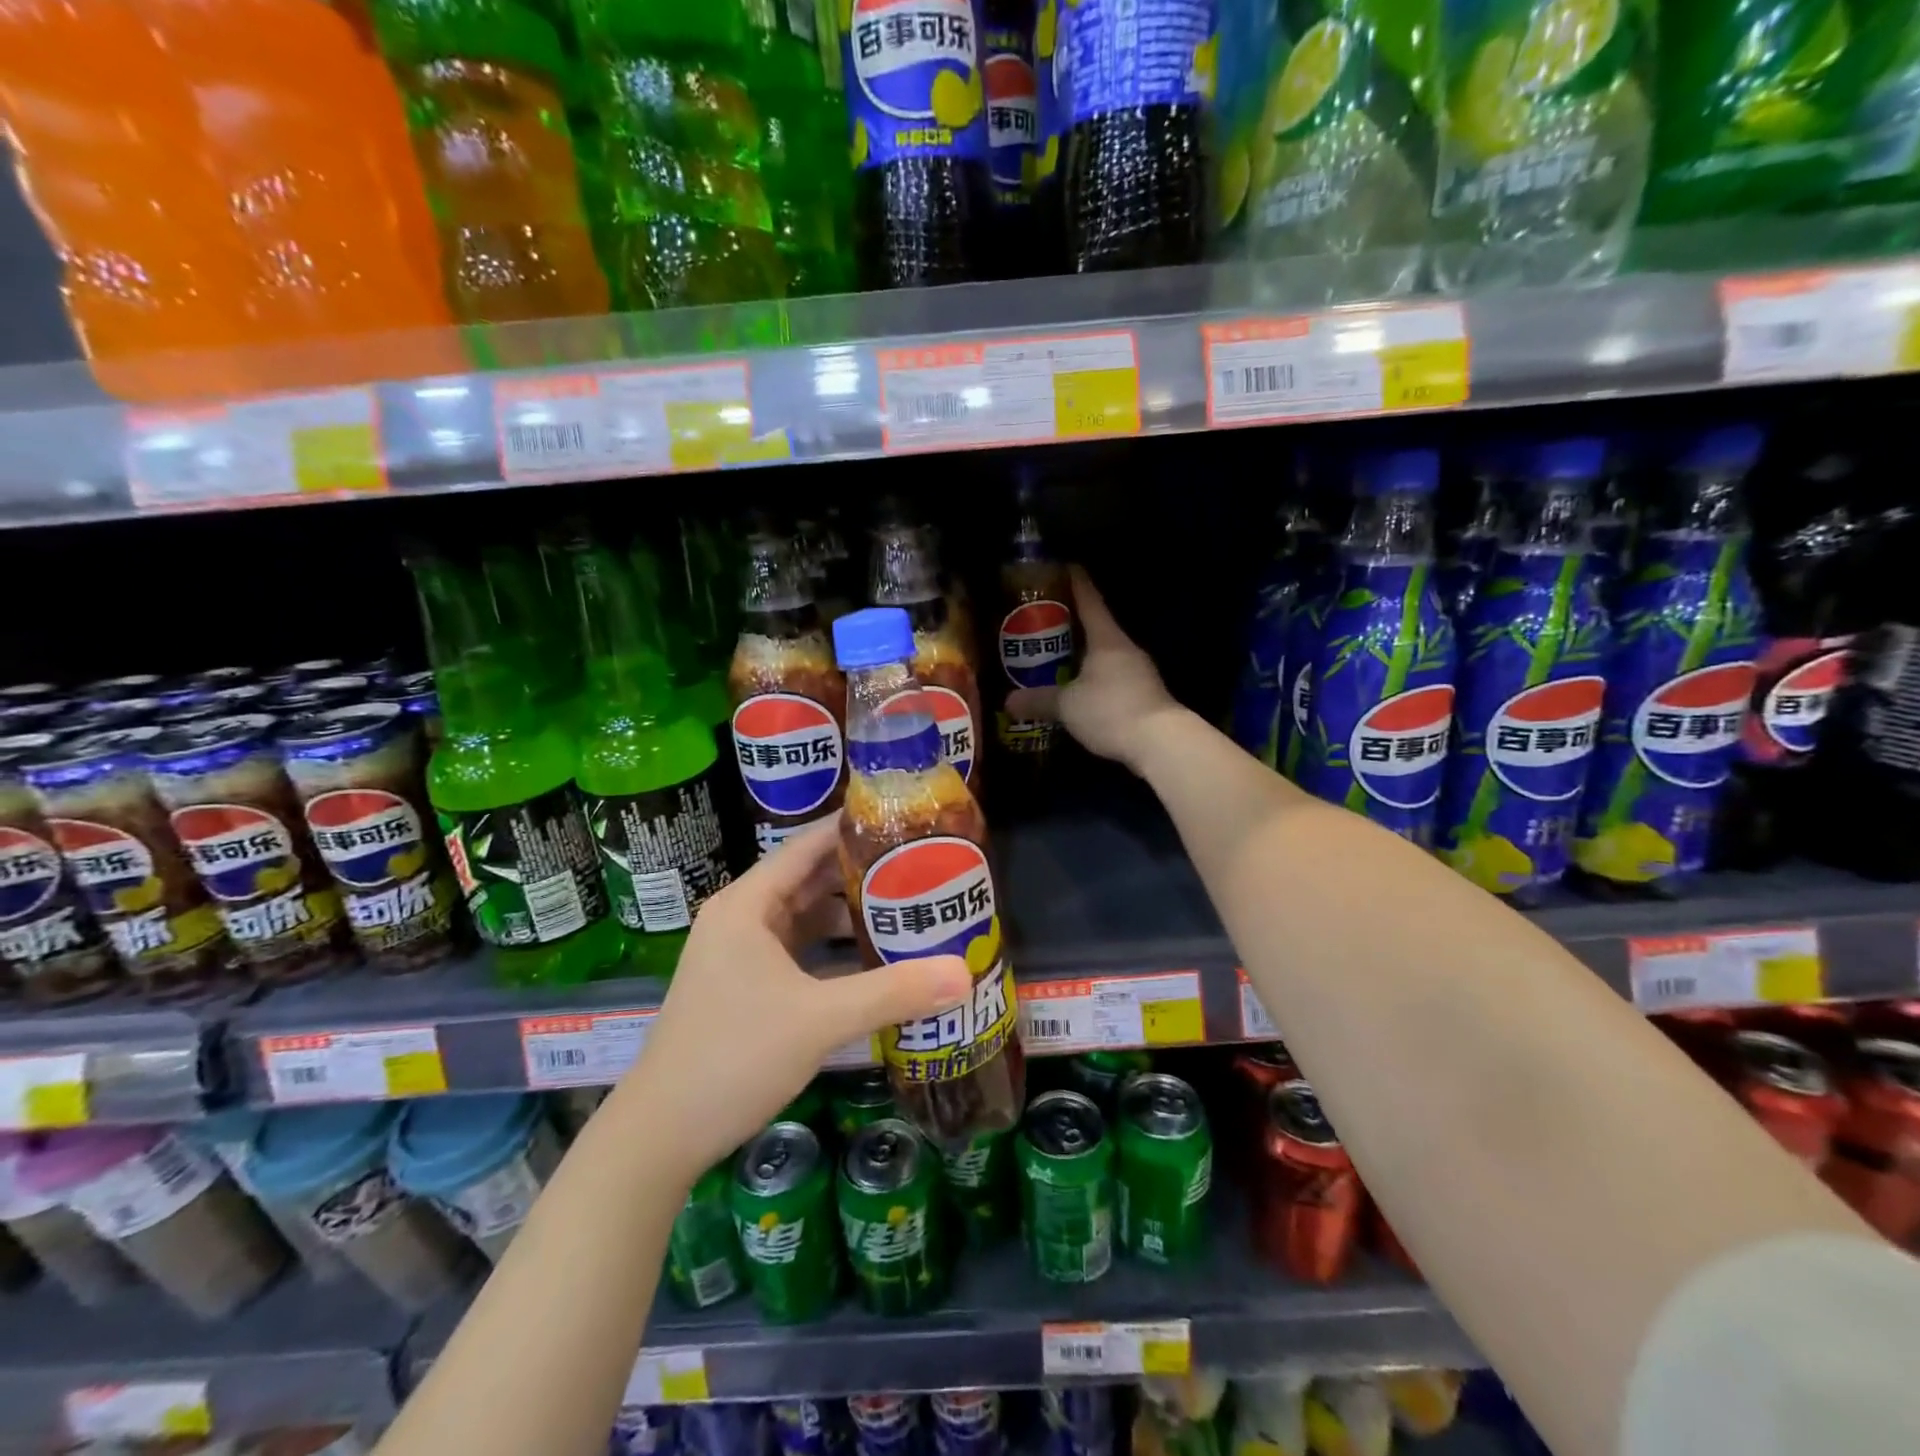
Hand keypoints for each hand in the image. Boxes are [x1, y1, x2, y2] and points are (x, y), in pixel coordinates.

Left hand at [624, 817, 972, 1179]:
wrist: (660, 1136)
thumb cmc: (733, 1057)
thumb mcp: (819, 1020)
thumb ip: (892, 992)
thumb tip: (965, 973)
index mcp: (748, 904)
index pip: (806, 845)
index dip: (852, 827)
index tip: (903, 819)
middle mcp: (741, 918)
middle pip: (809, 879)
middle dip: (861, 872)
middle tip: (920, 865)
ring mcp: (740, 955)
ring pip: (805, 918)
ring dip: (849, 914)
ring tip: (908, 907)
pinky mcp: (745, 987)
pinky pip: (799, 951)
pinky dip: (834, 949)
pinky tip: (873, 958)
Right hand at [1006, 565, 1183, 771]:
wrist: (1161, 743)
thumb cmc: (1111, 710)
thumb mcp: (1067, 705)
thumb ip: (1038, 700)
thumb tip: (1008, 700)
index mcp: (1107, 639)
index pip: (1090, 601)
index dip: (1076, 583)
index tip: (1065, 566)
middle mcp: (1125, 649)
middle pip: (1097, 627)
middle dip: (1071, 624)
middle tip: (1044, 622)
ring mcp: (1139, 672)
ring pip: (1104, 655)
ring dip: (1083, 655)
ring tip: (1056, 658)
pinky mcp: (1143, 695)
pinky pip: (1111, 678)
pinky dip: (1094, 679)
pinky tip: (1079, 690)